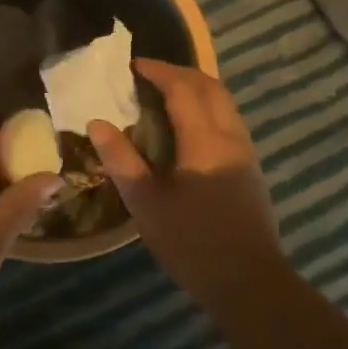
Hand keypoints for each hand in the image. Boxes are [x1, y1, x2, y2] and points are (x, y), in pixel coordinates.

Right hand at [87, 59, 288, 318]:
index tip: (133, 65)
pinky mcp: (251, 167)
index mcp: (204, 138)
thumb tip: (97, 123)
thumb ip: (121, 159)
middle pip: (209, 86)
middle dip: (179, 72)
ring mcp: (245, 151)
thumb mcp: (146, 204)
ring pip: (224, 101)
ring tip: (167, 94)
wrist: (250, 283)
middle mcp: (229, 135)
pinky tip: (189, 126)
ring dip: (197, 88)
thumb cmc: (193, 243)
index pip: (182, 87)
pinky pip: (229, 119)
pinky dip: (208, 106)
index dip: (158, 71)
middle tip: (149, 74)